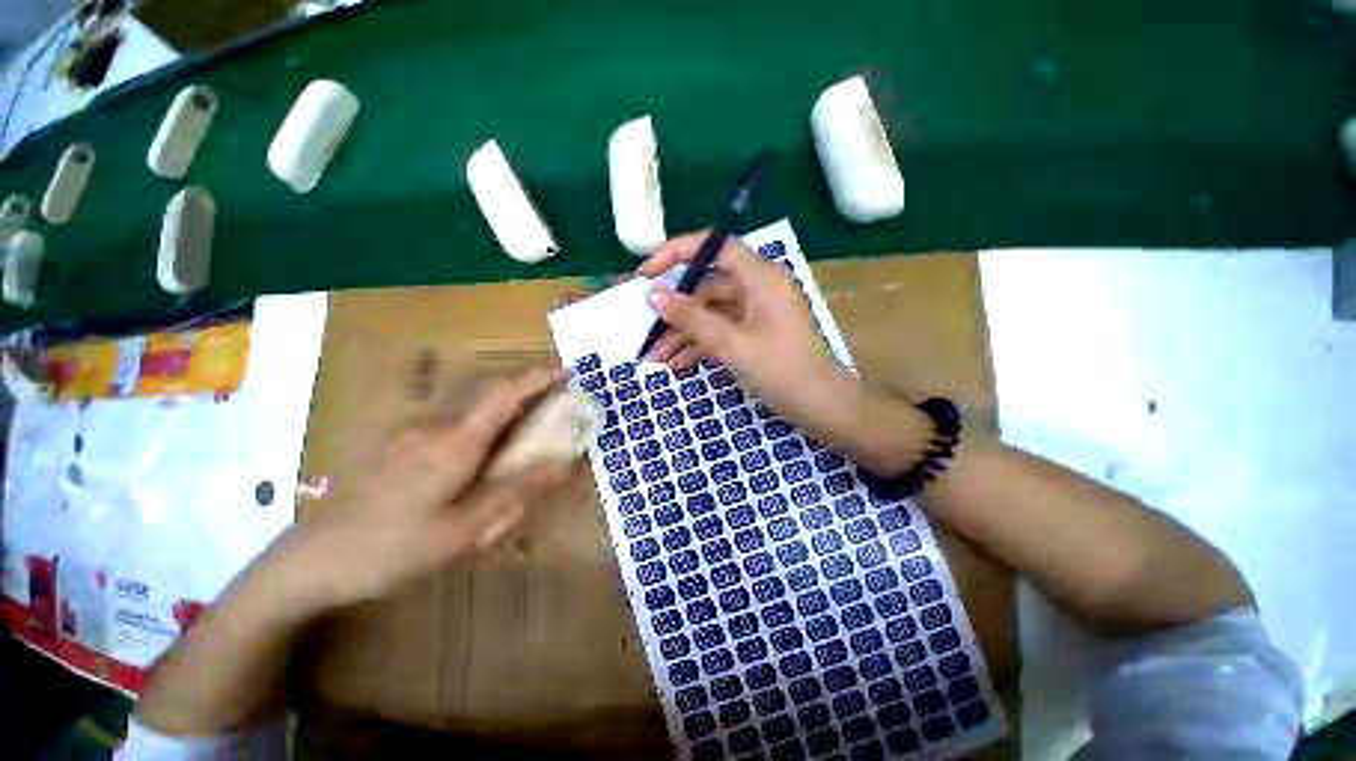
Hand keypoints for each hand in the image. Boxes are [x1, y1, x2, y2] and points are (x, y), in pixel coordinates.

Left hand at [272, 368, 575, 614]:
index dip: (537, 378)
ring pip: (468, 403)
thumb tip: (564, 465)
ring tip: (524, 427)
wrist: (310, 562)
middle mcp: (433, 425)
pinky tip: (479, 450)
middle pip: (487, 390)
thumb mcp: (464, 531)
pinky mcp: (397, 441)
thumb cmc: (392, 549)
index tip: (566, 372)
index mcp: (453, 443)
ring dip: (502, 404)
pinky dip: (479, 420)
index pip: (503, 394)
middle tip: (554, 402)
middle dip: (524, 387)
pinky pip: (450, 418)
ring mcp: (410, 430)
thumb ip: (516, 492)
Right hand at [639, 232, 844, 421]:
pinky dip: (699, 345)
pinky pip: (720, 332)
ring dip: (683, 334)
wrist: (819, 406)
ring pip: (710, 314)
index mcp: (760, 277)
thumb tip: (653, 295)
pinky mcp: (753, 335)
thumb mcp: (731, 343)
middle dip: (675, 310)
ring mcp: (755, 314)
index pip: (716, 247)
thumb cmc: (780, 369)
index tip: (649, 272)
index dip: (679, 252)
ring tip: (654, 356)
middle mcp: (757, 289)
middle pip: (707, 287)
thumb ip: (691, 317)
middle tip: (644, 326)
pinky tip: (675, 364)